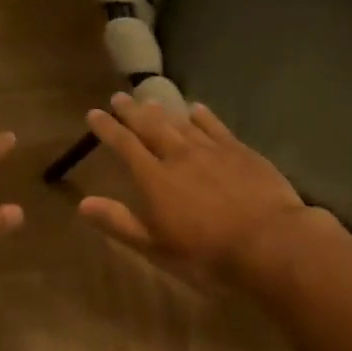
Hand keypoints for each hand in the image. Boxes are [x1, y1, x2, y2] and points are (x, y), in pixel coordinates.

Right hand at [78, 93, 331, 286]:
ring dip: (163, 111)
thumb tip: (83, 203)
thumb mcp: (156, 246)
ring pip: (181, 123)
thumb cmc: (206, 252)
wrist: (268, 241)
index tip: (94, 114)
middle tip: (118, 98)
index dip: (108, 129)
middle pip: (151, 127)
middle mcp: (180, 155)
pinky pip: (216, 127)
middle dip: (132, 112)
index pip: (125, 146)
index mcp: (155, 179)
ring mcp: (212, 150)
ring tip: (149, 101)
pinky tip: (196, 109)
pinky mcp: (240, 151)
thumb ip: (120, 222)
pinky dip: (202, 116)